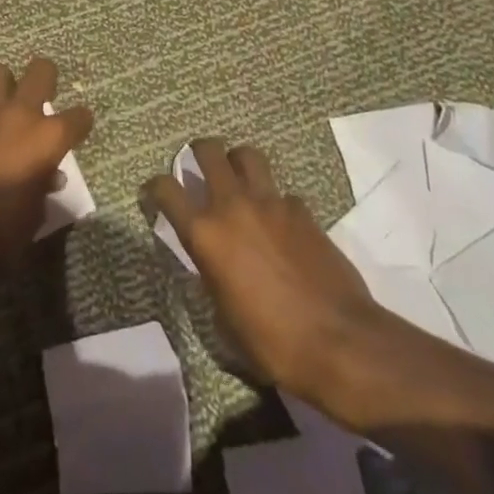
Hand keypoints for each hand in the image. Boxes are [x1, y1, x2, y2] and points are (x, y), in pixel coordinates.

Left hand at [0, 57, 93, 281]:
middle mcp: (19, 116)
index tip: (79, 129)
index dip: (81, 123)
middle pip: (40, 71)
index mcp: (47, 138)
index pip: (79, 116)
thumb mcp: (35, 213)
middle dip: (46, 78)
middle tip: (44, 96)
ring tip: (7, 107)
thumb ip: (44, 185)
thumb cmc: (2, 233)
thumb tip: (48, 175)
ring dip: (6, 86)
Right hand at [145, 138, 392, 404]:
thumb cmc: (272, 342)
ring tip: (239, 177)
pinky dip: (276, 200)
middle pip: (208, 151)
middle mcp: (233, 206)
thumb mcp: (224, 316)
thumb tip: (215, 264)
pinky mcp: (303, 210)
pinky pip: (282, 192)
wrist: (338, 341)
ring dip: (238, 161)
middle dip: (199, 151)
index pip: (166, 190)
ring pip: (247, 155)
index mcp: (205, 235)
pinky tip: (281, 224)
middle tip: (200, 163)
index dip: (155, 186)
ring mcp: (271, 203)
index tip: (155, 192)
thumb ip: (212, 275)